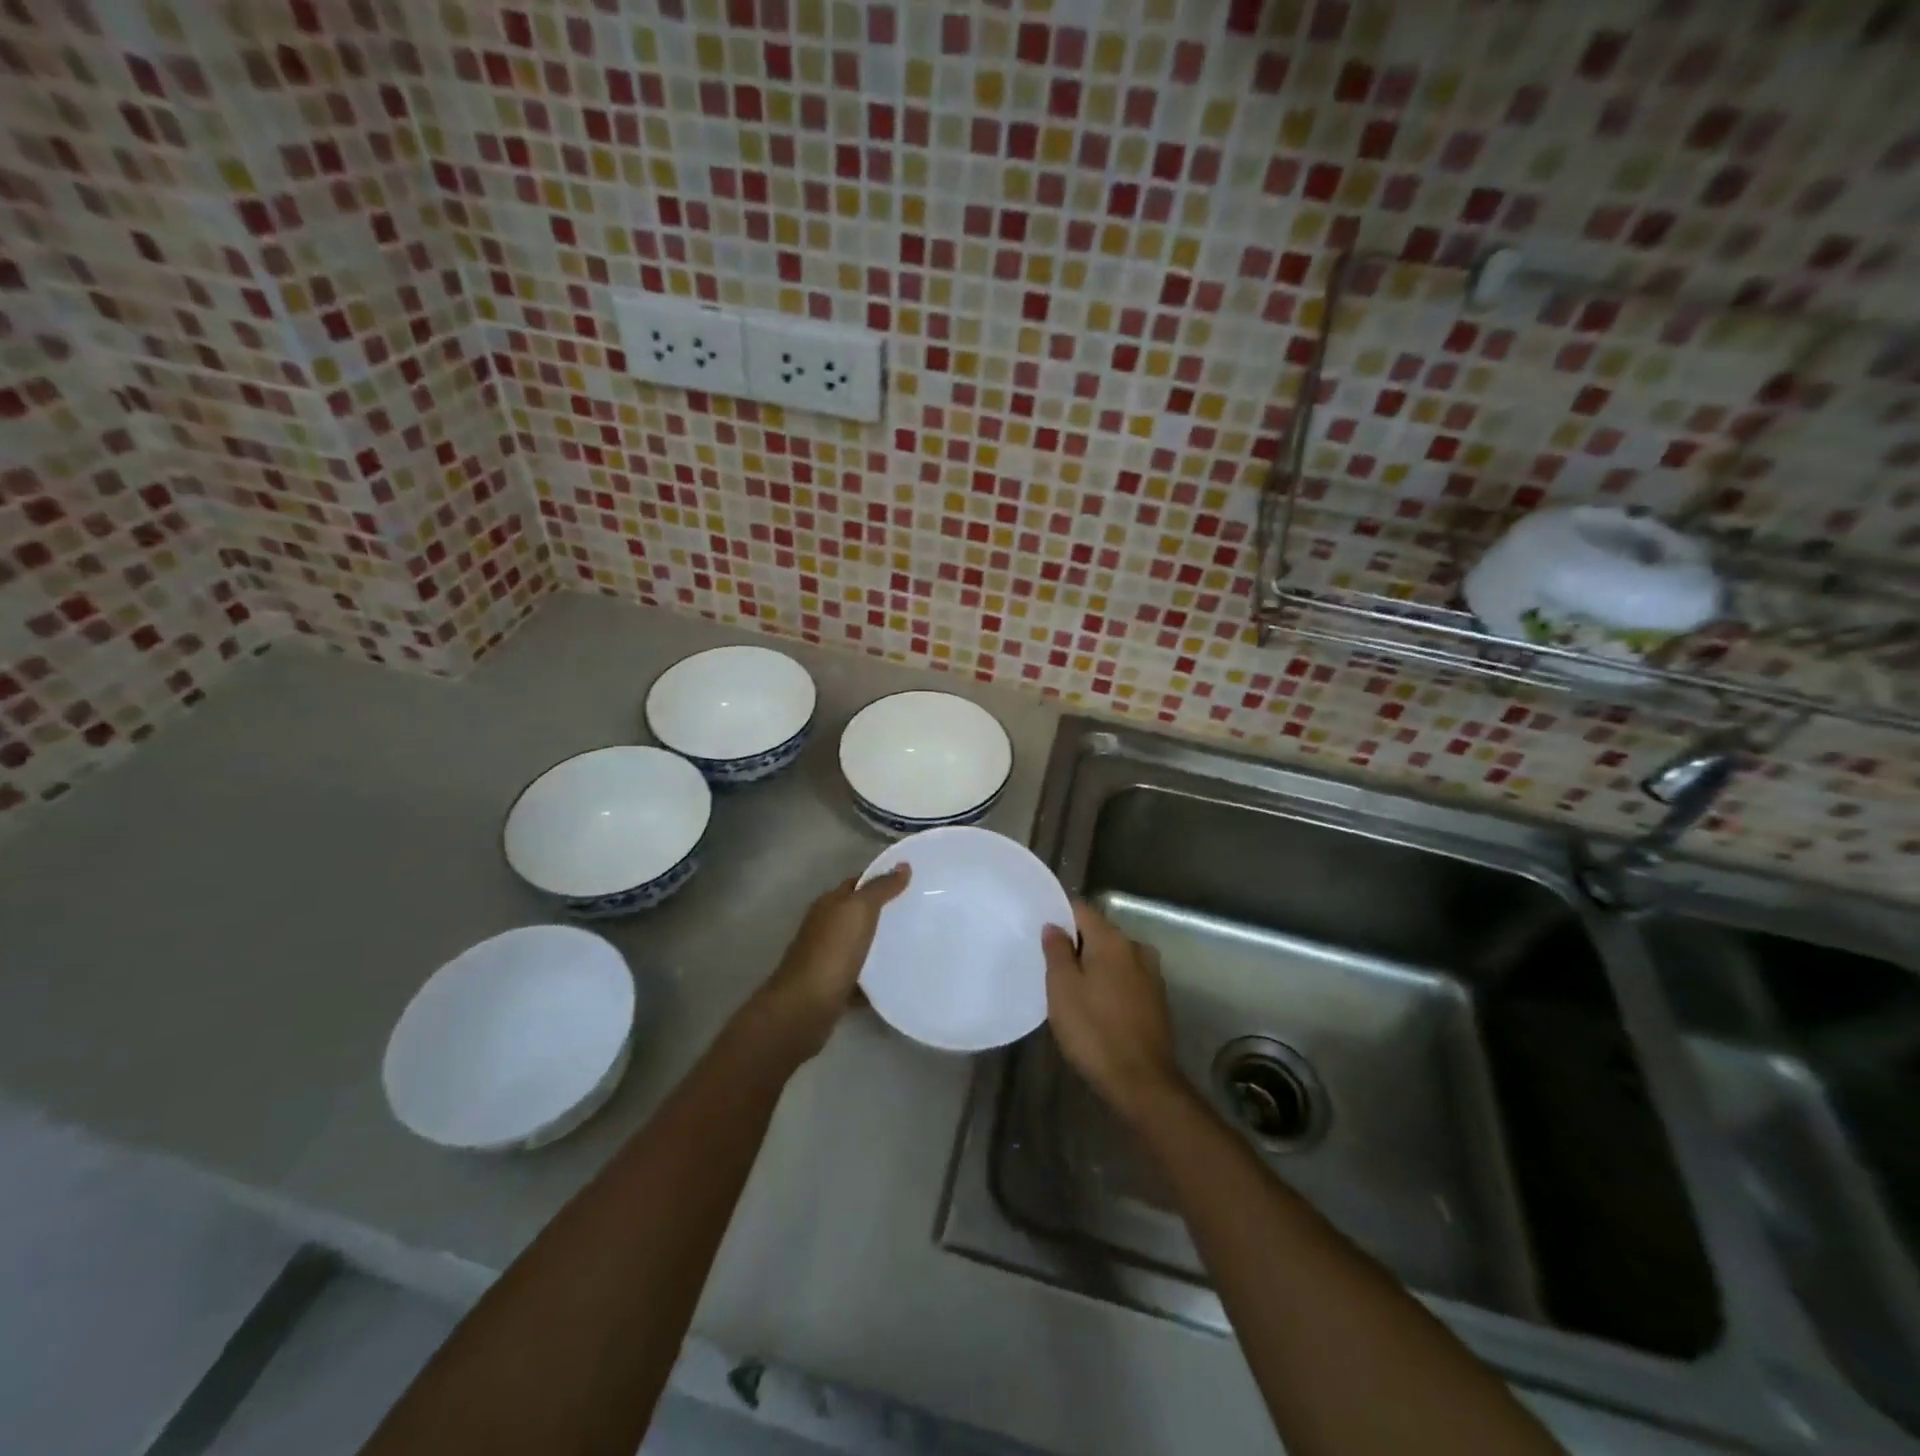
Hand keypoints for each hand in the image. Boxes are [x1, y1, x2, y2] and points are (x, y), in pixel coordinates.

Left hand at [752, 866, 910, 1058]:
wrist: (805, 1007)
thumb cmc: (832, 951)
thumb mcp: (859, 911)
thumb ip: (880, 888)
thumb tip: (902, 865)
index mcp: (829, 904)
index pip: (858, 882)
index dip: (882, 878)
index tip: (913, 881)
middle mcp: (825, 927)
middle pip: (857, 913)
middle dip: (884, 911)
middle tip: (919, 911)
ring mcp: (827, 958)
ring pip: (859, 944)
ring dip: (880, 943)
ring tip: (914, 942)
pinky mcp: (833, 986)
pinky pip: (860, 975)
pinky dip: (875, 975)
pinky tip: (897, 977)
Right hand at [1042, 902, 1183, 1122]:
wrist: (1141, 1081)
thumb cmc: (1094, 1030)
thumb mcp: (1062, 988)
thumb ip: (1057, 951)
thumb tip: (1054, 926)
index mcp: (1111, 939)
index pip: (1081, 909)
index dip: (1059, 915)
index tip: (1040, 929)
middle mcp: (1135, 947)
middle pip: (1099, 931)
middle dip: (1075, 941)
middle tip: (1050, 961)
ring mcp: (1151, 973)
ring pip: (1114, 955)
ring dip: (1094, 963)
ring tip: (1071, 984)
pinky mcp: (1156, 998)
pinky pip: (1126, 976)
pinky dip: (1109, 981)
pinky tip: (1096, 1002)